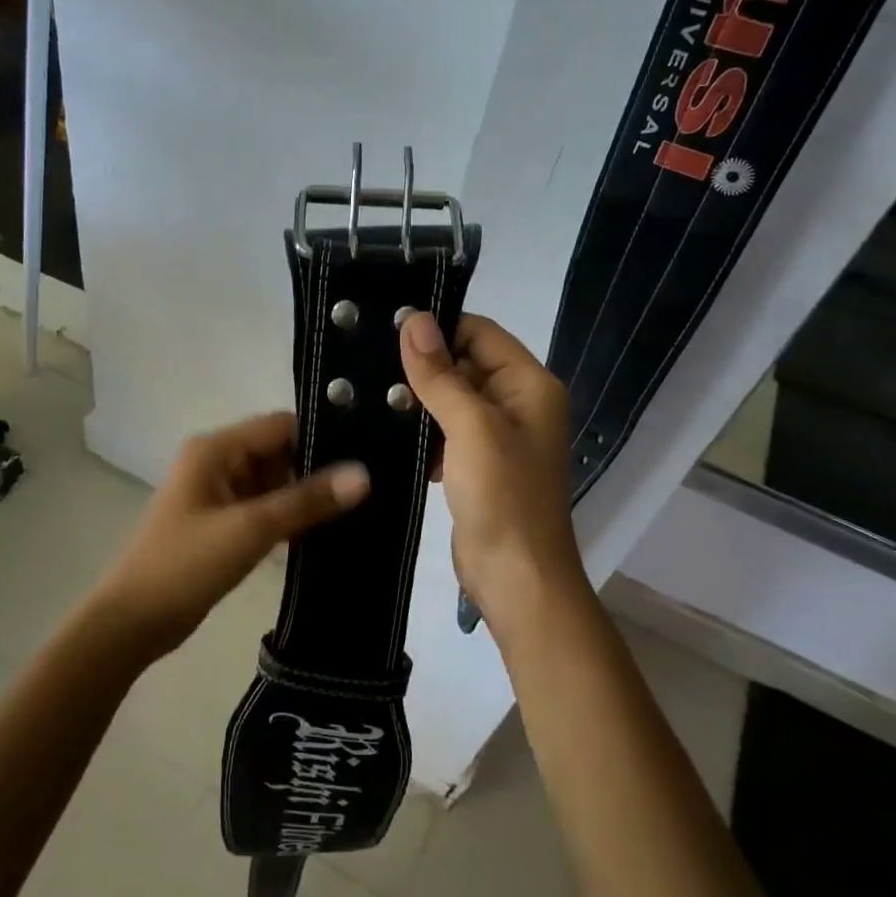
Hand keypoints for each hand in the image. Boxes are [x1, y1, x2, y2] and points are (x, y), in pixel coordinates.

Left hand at [83, 412, 370, 665]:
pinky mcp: (222, 523)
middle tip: (372, 486)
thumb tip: (364, 474)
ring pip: (274, 482)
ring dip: (306, 495)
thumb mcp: (250, 529)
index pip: (280, 426)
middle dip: (318, 468)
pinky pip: (264, 508)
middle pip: (279, 452)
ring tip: (360, 507)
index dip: (322, 436)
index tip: (368, 453)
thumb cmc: (185, 566)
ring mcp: (218, 494)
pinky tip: (326, 530)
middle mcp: (217, 462)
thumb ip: (307, 500)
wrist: (133, 621)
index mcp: (216, 449)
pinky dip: (289, 516)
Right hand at [399, 312, 585, 634]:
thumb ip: (441, 374)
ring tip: (366, 391)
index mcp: (529, 385)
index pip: (481, 334)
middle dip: (422, 364)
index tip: (387, 325)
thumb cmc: (503, 495)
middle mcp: (517, 404)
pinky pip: (445, 433)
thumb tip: (414, 319)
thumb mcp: (471, 426)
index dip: (439, 326)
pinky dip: (421, 431)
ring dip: (417, 399)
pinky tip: (384, 431)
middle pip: (465, 365)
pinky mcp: (476, 465)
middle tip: (367, 358)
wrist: (516, 577)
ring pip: (451, 400)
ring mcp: (497, 437)